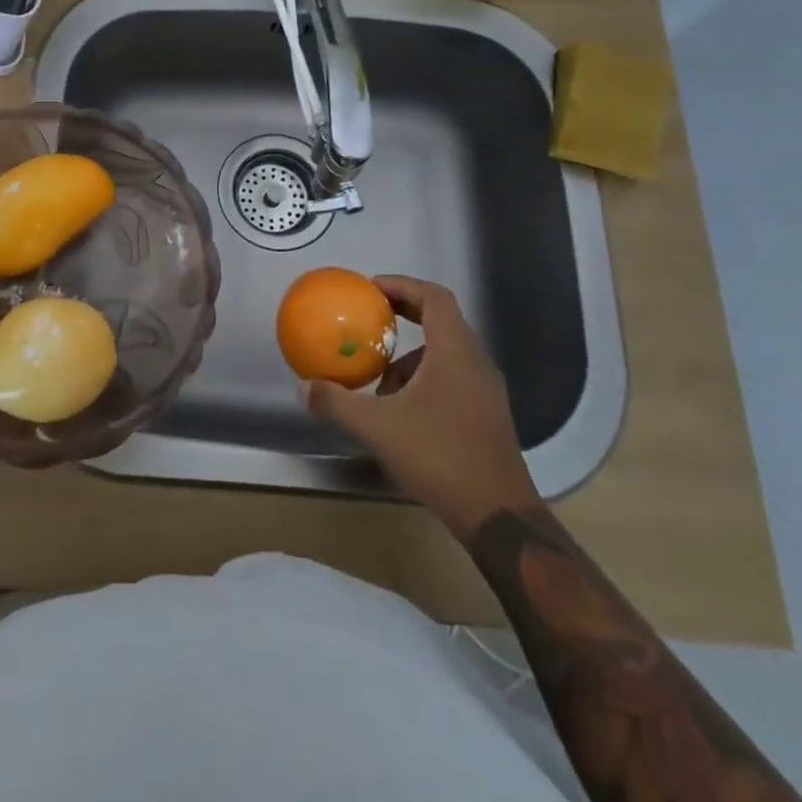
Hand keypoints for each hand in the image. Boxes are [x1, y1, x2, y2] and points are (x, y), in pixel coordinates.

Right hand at [304, 275, 539, 537]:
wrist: (498, 516)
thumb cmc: (439, 457)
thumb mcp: (378, 427)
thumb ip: (337, 403)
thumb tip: (303, 387)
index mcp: (455, 352)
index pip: (434, 297)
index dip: (402, 285)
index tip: (371, 289)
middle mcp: (476, 363)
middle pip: (441, 320)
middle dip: (403, 315)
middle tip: (369, 320)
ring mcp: (485, 391)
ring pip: (446, 353)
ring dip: (410, 357)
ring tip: (379, 380)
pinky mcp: (487, 415)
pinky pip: (452, 377)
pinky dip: (424, 379)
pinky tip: (402, 411)